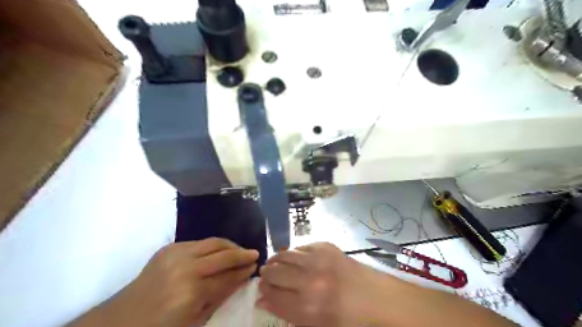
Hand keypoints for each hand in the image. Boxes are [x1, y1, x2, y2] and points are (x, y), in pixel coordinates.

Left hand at [68, 238, 257, 326]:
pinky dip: (213, 246)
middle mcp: (185, 268)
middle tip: (255, 254)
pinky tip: (219, 252)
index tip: (255, 267)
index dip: (242, 272)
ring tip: (240, 250)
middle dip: (242, 254)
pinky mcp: (169, 248)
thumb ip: (219, 297)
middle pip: (223, 254)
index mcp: (191, 293)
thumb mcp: (194, 321)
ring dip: (230, 245)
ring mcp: (175, 254)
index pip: (226, 277)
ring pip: (213, 242)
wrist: (120, 320)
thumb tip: (240, 280)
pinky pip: (199, 242)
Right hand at [257, 242, 385, 325]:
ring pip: (285, 255)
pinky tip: (294, 257)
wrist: (375, 298)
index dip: (263, 291)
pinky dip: (294, 252)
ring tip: (274, 262)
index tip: (260, 288)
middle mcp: (310, 282)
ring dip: (276, 259)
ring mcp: (319, 261)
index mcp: (307, 309)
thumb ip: (287, 314)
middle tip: (265, 274)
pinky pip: (301, 246)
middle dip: (266, 274)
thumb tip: (263, 300)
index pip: (272, 296)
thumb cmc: (346, 319)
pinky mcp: (326, 247)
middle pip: (275, 273)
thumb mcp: (316, 326)